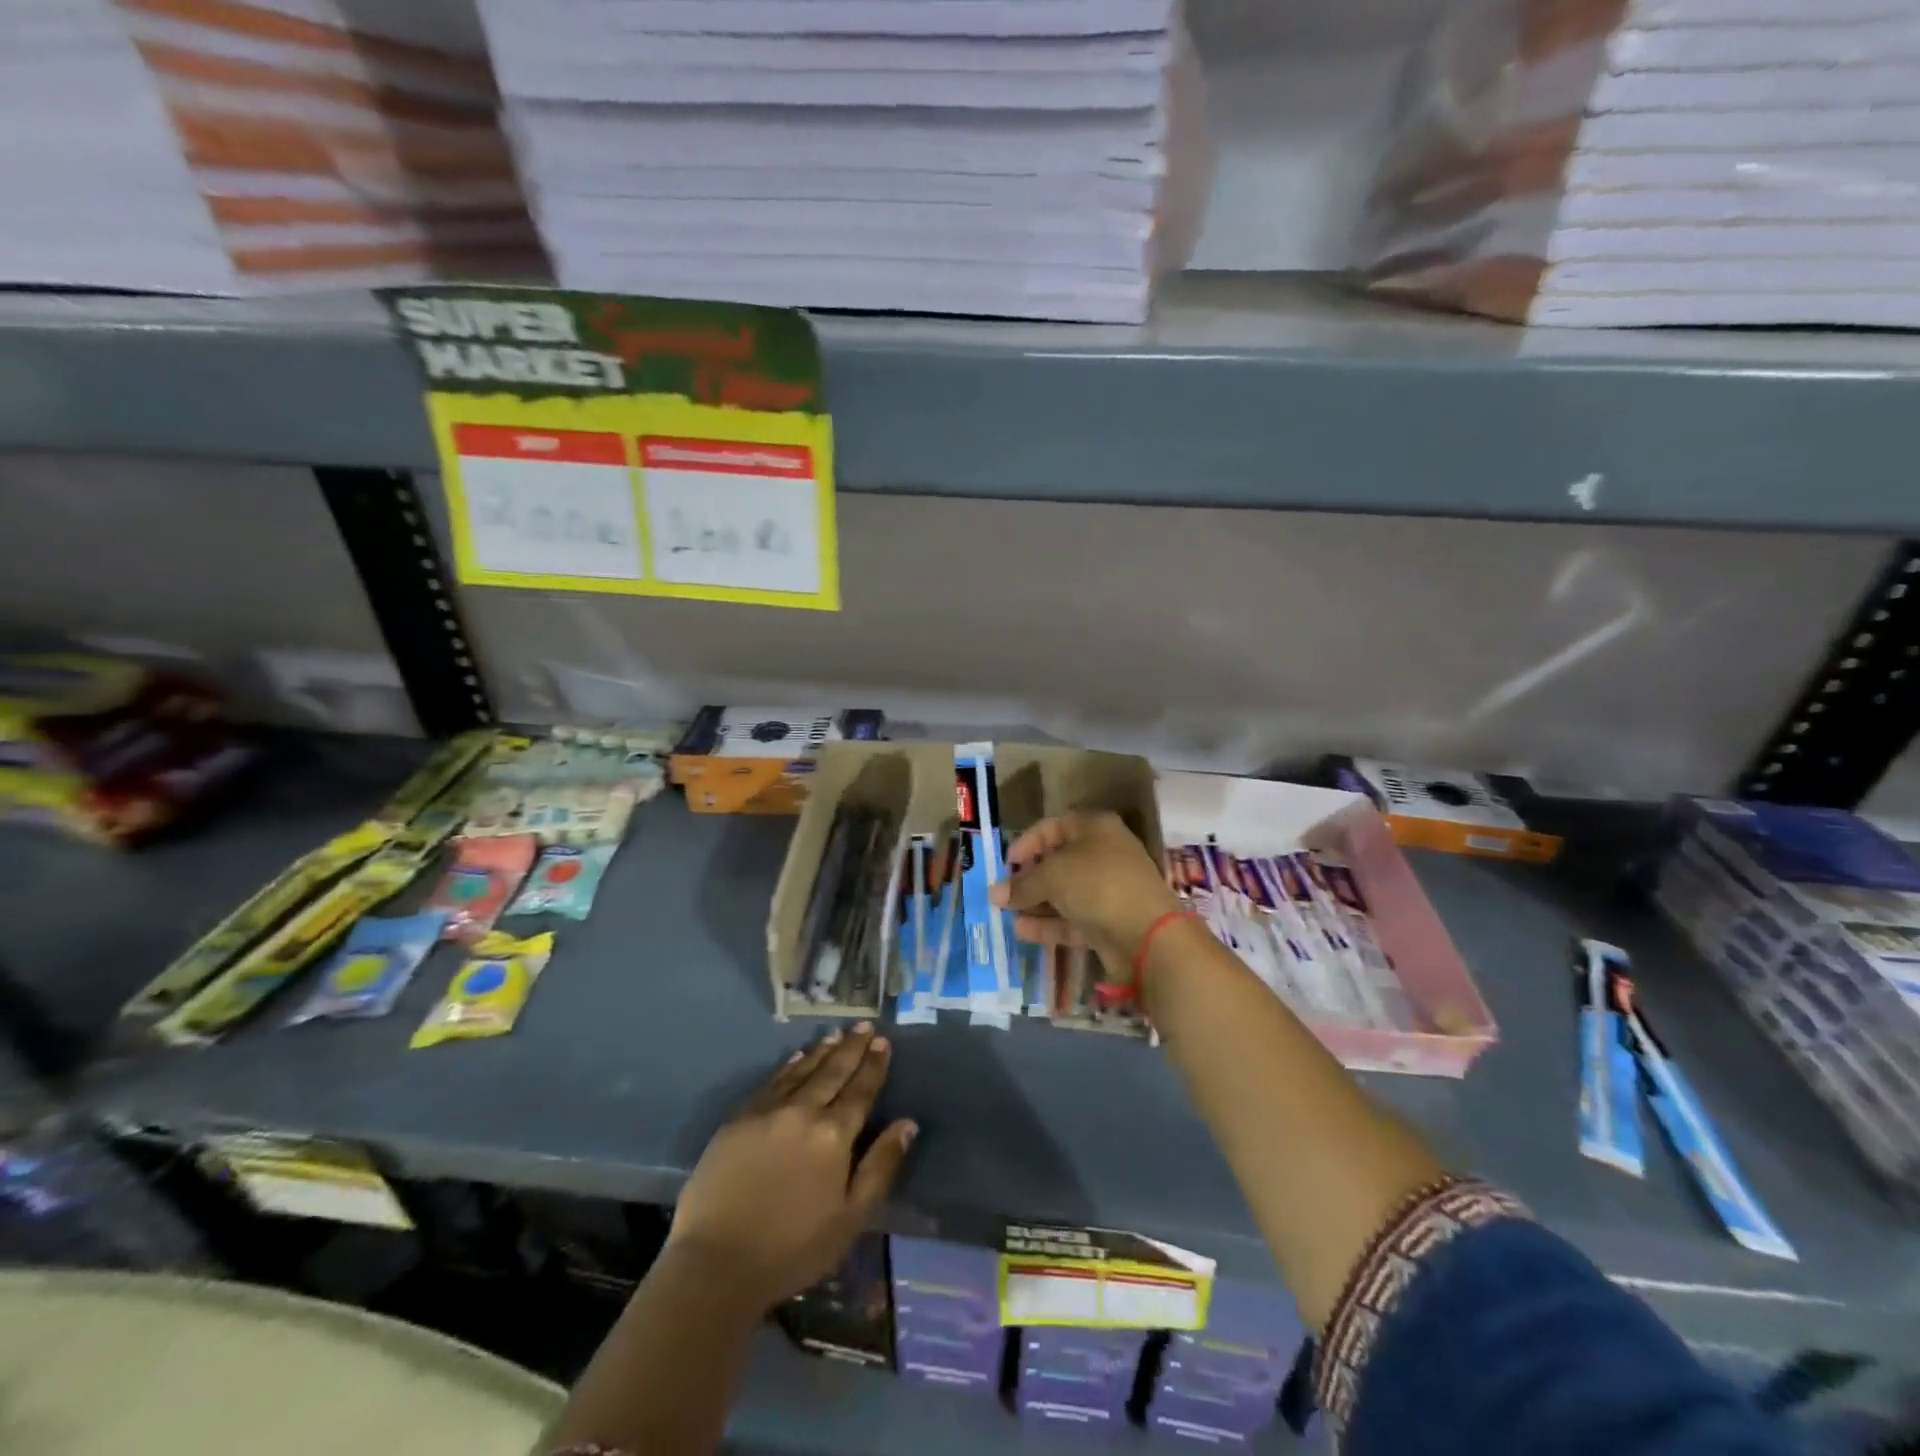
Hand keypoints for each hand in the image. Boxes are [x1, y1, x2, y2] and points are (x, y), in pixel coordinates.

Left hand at [667, 1023, 916, 1310]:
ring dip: (822, 1051)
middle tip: (863, 1026)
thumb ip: (881, 1166)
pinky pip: (772, 1081)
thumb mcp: (850, 1217)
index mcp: (834, 1135)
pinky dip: (789, 1066)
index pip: (860, 1090)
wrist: (716, 1262)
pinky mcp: (739, 1118)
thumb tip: (907, 1123)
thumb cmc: (792, 1248)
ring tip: (836, 1035)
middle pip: (833, 1072)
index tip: (882, 1041)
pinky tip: (797, 1057)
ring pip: (802, 1070)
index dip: (873, 1065)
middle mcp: (803, 1111)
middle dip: (851, 1048)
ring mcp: (768, 1111)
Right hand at [990, 812, 1182, 981]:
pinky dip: (1049, 924)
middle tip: (1003, 891)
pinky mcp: (1109, 922)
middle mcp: (1104, 854)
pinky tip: (1021, 931)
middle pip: (1059, 861)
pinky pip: (1073, 919)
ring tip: (1005, 913)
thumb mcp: (1052, 877)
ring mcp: (1109, 890)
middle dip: (1029, 877)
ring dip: (1035, 903)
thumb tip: (994, 893)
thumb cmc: (1098, 885)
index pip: (1054, 826)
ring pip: (1065, 893)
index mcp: (1096, 828)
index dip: (1028, 842)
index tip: (1006, 863)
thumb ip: (1022, 885)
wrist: (1148, 935)